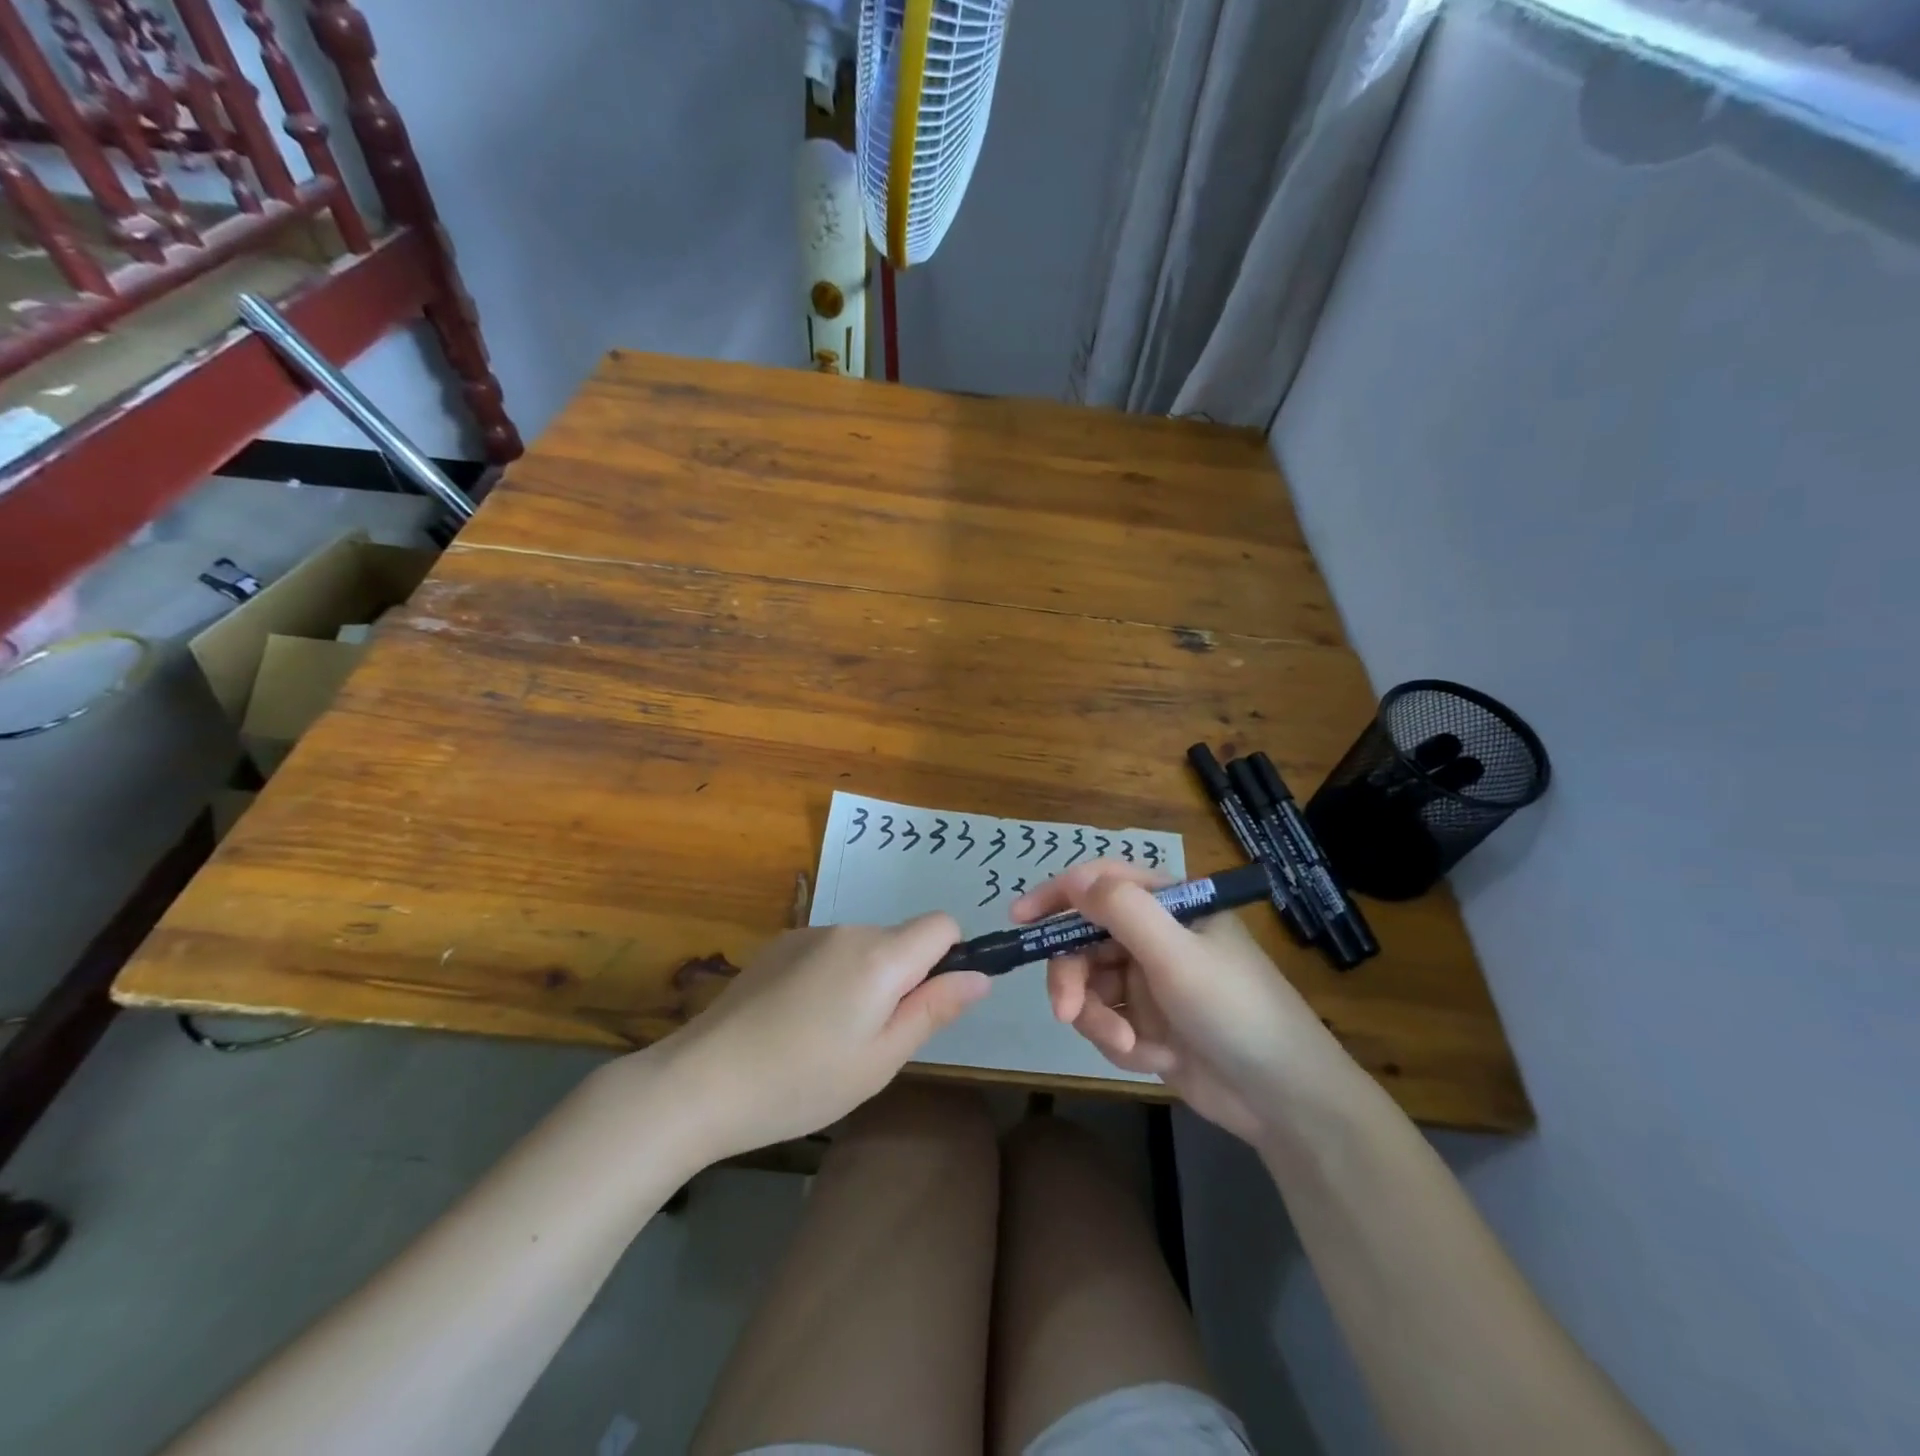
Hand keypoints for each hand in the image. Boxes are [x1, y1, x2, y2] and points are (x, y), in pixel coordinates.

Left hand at [648, 917, 989, 1160]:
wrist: (701, 1080)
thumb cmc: (802, 1081)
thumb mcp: (880, 1060)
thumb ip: (933, 1010)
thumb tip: (980, 977)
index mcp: (880, 956)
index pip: (942, 925)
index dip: (948, 959)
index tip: (924, 1005)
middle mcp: (848, 929)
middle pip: (900, 938)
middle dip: (902, 978)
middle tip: (871, 1039)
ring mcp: (809, 933)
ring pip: (864, 946)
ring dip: (864, 979)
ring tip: (828, 1036)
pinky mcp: (779, 944)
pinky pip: (828, 950)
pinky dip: (831, 976)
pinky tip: (796, 1021)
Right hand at [1013, 862, 1353, 1145]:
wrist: (1283, 1101)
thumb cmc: (1235, 1011)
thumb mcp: (1177, 955)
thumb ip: (1122, 911)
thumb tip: (1075, 878)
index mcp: (1170, 905)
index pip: (1101, 882)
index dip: (1057, 895)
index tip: (1020, 918)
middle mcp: (1155, 936)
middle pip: (1084, 940)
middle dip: (1073, 978)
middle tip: (1066, 1013)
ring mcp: (1150, 980)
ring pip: (1089, 986)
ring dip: (1099, 1018)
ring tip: (1129, 1045)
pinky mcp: (1148, 1022)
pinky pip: (1107, 1021)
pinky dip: (1122, 1041)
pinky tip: (1155, 1058)